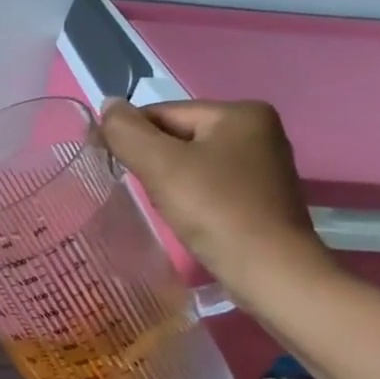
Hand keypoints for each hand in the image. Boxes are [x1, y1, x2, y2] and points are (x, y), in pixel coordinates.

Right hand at [99, 99, 330, 289]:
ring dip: (168, 179)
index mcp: (239, 112)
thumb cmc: (215, 210)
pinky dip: (189, 194)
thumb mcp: (160, 164)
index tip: (113, 164)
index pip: (163, 113)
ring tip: (165, 205)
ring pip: (191, 161)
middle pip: (178, 136)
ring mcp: (263, 164)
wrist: (271, 273)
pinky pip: (209, 182)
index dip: (132, 137)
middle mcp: (258, 130)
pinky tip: (188, 215)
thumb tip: (108, 105)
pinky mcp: (261, 195)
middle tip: (145, 190)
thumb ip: (126, 131)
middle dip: (153, 160)